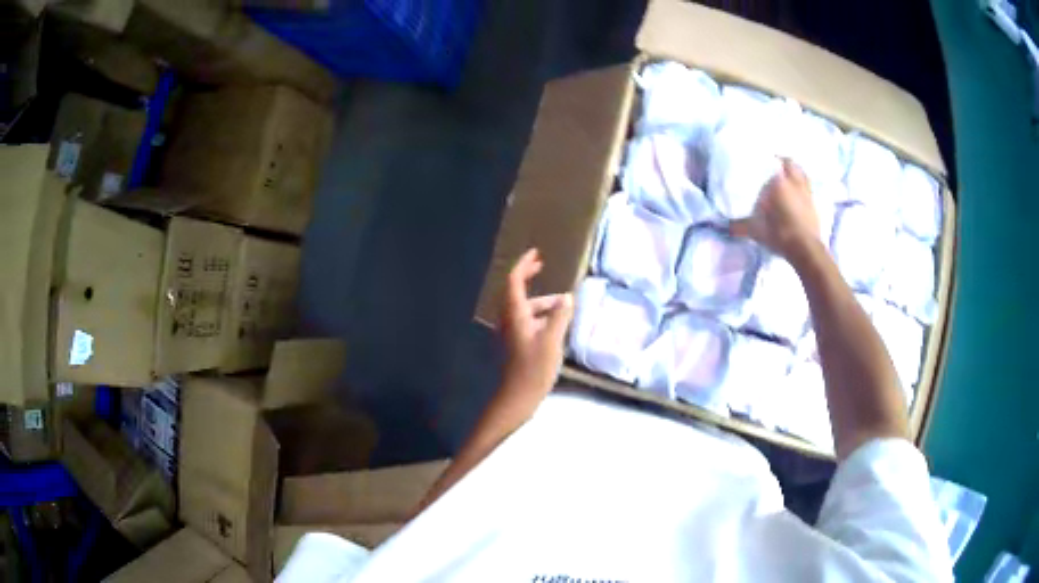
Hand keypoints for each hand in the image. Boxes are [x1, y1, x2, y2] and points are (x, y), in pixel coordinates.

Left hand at [500, 249, 573, 397]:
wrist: (518, 397)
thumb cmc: (534, 368)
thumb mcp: (552, 340)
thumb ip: (560, 316)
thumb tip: (567, 297)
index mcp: (515, 315)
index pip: (514, 281)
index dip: (523, 264)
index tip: (536, 253)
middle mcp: (508, 320)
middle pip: (515, 291)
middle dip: (527, 277)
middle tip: (542, 266)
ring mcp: (510, 333)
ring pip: (523, 308)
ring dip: (540, 301)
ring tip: (563, 304)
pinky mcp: (515, 344)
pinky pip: (526, 321)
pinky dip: (539, 315)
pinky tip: (556, 325)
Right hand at [730, 159, 820, 260]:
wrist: (805, 249)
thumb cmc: (779, 234)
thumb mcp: (756, 230)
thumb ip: (741, 226)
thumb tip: (728, 227)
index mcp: (779, 182)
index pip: (773, 162)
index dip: (768, 159)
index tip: (762, 159)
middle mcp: (794, 182)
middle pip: (790, 163)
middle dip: (783, 162)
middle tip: (775, 164)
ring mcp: (806, 193)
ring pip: (802, 174)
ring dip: (795, 172)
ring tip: (787, 176)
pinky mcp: (814, 205)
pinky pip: (808, 188)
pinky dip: (803, 187)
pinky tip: (797, 193)